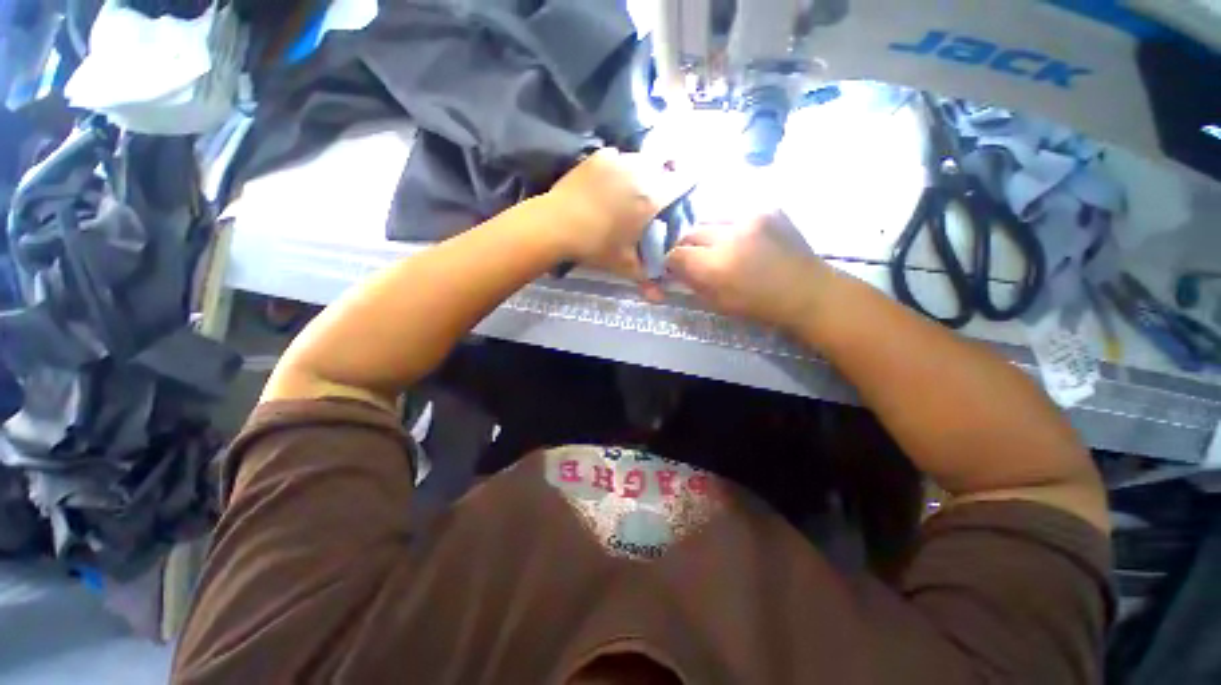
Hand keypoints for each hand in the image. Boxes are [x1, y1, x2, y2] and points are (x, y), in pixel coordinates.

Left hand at [544, 149, 690, 296]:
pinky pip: (619, 157)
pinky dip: (620, 167)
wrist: (557, 224)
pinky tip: (609, 184)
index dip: (689, 184)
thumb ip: (646, 277)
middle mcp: (640, 171)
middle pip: (664, 166)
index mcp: (652, 198)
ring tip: (630, 189)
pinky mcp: (599, 156)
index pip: (685, 180)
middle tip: (653, 197)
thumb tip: (659, 297)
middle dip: (664, 179)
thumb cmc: (596, 246)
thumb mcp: (624, 265)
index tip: (683, 193)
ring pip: (642, 159)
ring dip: (643, 171)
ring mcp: (618, 159)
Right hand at [665, 212, 833, 327]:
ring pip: (711, 219)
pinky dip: (731, 227)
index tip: (674, 267)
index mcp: (716, 265)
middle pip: (691, 233)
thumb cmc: (760, 306)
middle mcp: (729, 236)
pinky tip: (742, 239)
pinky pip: (735, 214)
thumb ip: (692, 283)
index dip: (671, 261)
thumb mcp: (718, 303)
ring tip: (718, 246)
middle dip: (688, 246)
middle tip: (694, 257)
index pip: (676, 254)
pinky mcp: (767, 208)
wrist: (807, 291)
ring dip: (708, 234)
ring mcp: (750, 217)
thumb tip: (676, 270)